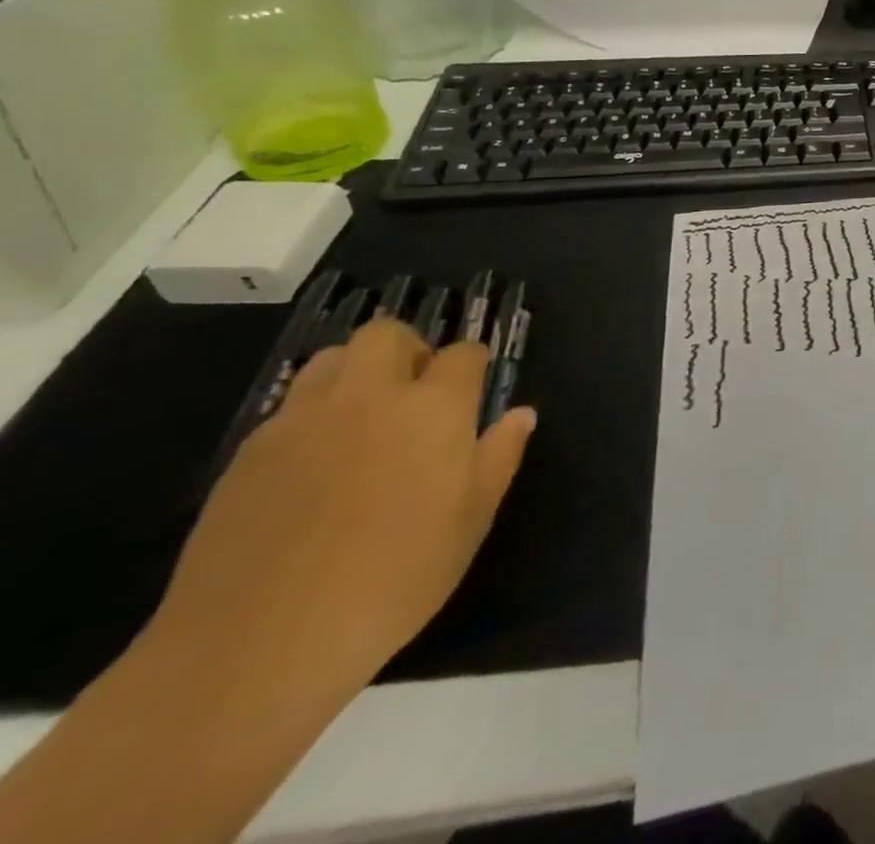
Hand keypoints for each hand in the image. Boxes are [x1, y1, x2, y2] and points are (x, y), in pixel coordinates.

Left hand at [147, 319, 534, 699]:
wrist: (257, 645)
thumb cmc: (393, 579)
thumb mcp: (471, 521)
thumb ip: (499, 456)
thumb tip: (521, 414)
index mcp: (433, 407)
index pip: (463, 354)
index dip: (472, 367)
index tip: (473, 394)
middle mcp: (370, 396)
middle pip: (388, 334)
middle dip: (408, 350)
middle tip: (416, 395)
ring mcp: (302, 420)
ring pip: (331, 358)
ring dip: (355, 373)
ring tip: (363, 419)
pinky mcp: (249, 453)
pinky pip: (290, 408)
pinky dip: (312, 417)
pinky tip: (315, 465)